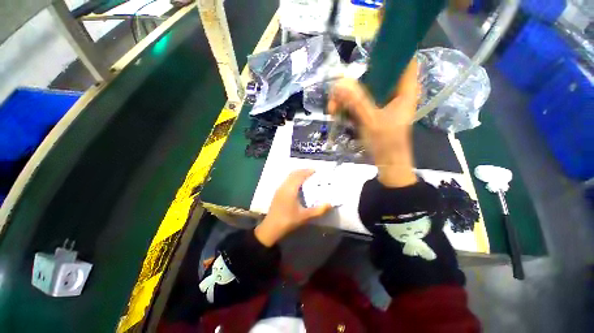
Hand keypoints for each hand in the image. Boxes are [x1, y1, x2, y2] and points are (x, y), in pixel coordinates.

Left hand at [254, 170, 330, 246]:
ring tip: (307, 176)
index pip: (300, 175)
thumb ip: (318, 210)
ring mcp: (279, 189)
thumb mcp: (305, 216)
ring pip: (289, 176)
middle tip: (312, 172)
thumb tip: (330, 204)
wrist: (271, 228)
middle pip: (294, 173)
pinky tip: (298, 185)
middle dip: (303, 171)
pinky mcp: (277, 192)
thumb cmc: (288, 221)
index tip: (316, 170)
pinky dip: (294, 178)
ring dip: (298, 174)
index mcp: (290, 189)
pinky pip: (287, 180)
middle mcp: (284, 186)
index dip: (307, 171)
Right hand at [328, 59, 419, 187]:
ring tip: (332, 110)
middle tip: (336, 94)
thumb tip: (339, 82)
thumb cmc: (386, 144)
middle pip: (375, 76)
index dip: (388, 53)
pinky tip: (337, 114)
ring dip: (345, 98)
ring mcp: (381, 104)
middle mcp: (394, 94)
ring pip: (363, 90)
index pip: (403, 61)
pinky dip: (347, 107)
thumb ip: (356, 101)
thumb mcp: (371, 121)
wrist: (387, 164)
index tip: (366, 56)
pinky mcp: (372, 113)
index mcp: (404, 91)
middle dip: (353, 83)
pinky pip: (358, 103)